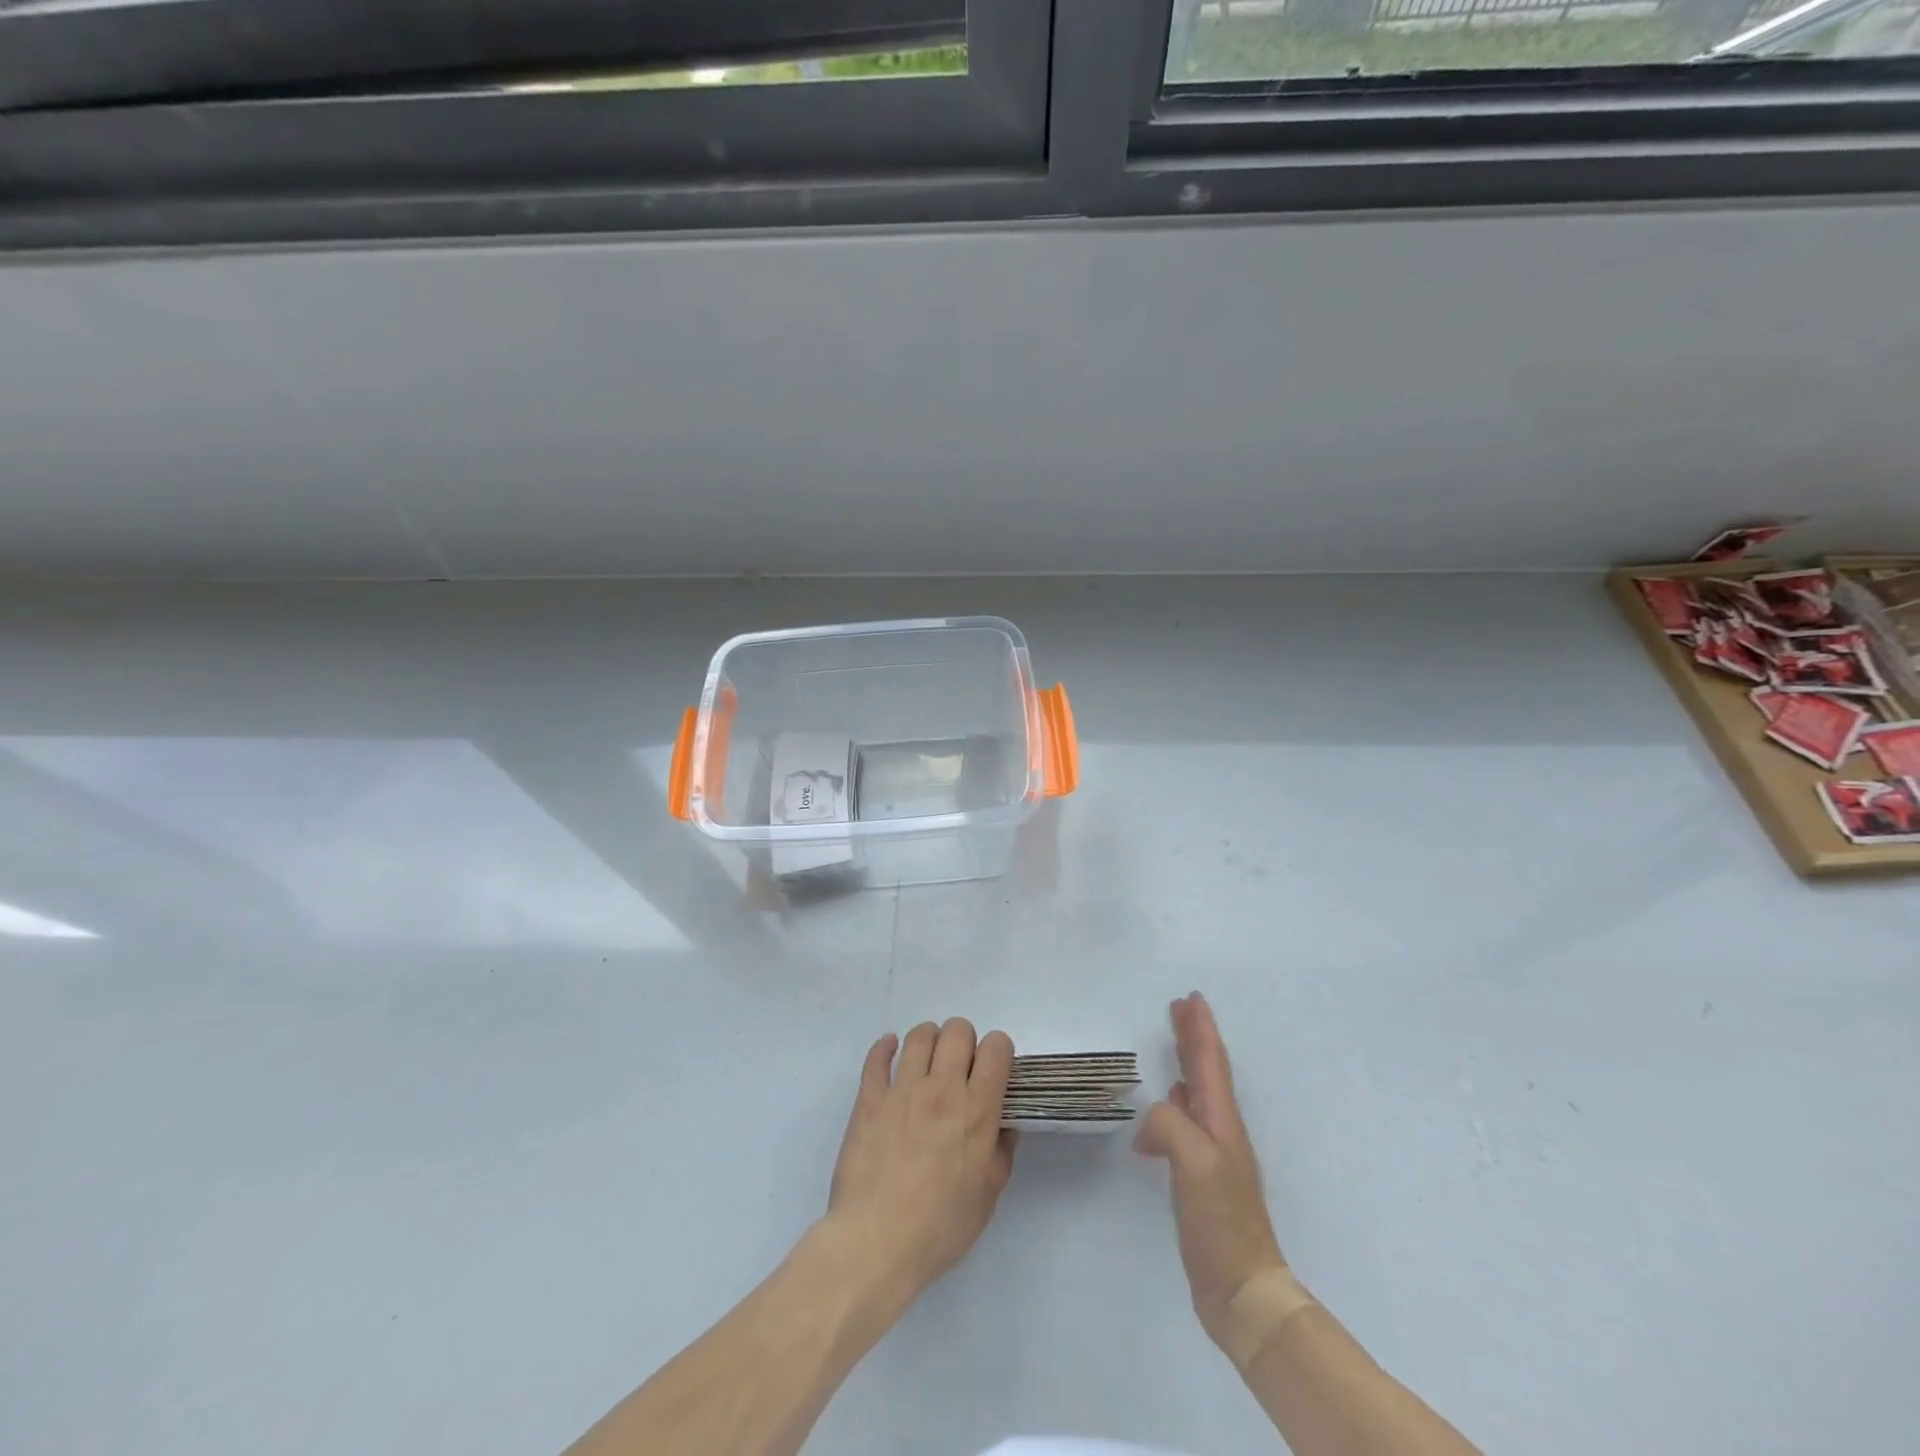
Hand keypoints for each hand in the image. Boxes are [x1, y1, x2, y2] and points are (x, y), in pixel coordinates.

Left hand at [824, 1019, 1017, 1301]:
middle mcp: (942, 1089)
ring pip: (920, 1035)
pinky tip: (891, 1052)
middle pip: (958, 1030)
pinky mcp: (870, 1098)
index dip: (999, 1051)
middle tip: (960, 1068)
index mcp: (977, 1111)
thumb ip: (1001, 1153)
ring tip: (928, 1061)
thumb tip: (1005, 1125)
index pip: (997, 1048)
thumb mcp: (987, 1197)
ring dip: (929, 1041)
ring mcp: (903, 1090)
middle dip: (965, 1041)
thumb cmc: (940, 1227)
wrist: (876, 1242)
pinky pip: (877, 1057)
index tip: (994, 1070)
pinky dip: (886, 1047)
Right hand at [1135, 992, 1286, 1349]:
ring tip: (1175, 1044)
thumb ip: (1169, 1124)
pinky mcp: (1201, 1176)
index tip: (1191, 998)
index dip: (1201, 1029)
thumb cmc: (1221, 1220)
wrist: (1242, 1288)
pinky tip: (1168, 1104)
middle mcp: (1221, 1130)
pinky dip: (1176, 1101)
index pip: (1211, 1063)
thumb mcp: (1193, 1162)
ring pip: (1198, 1093)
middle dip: (1195, 1036)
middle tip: (1180, 1007)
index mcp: (1221, 1121)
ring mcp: (1213, 1154)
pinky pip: (1186, 1121)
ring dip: (1188, 1064)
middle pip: (1207, 1071)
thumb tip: (1151, 1119)